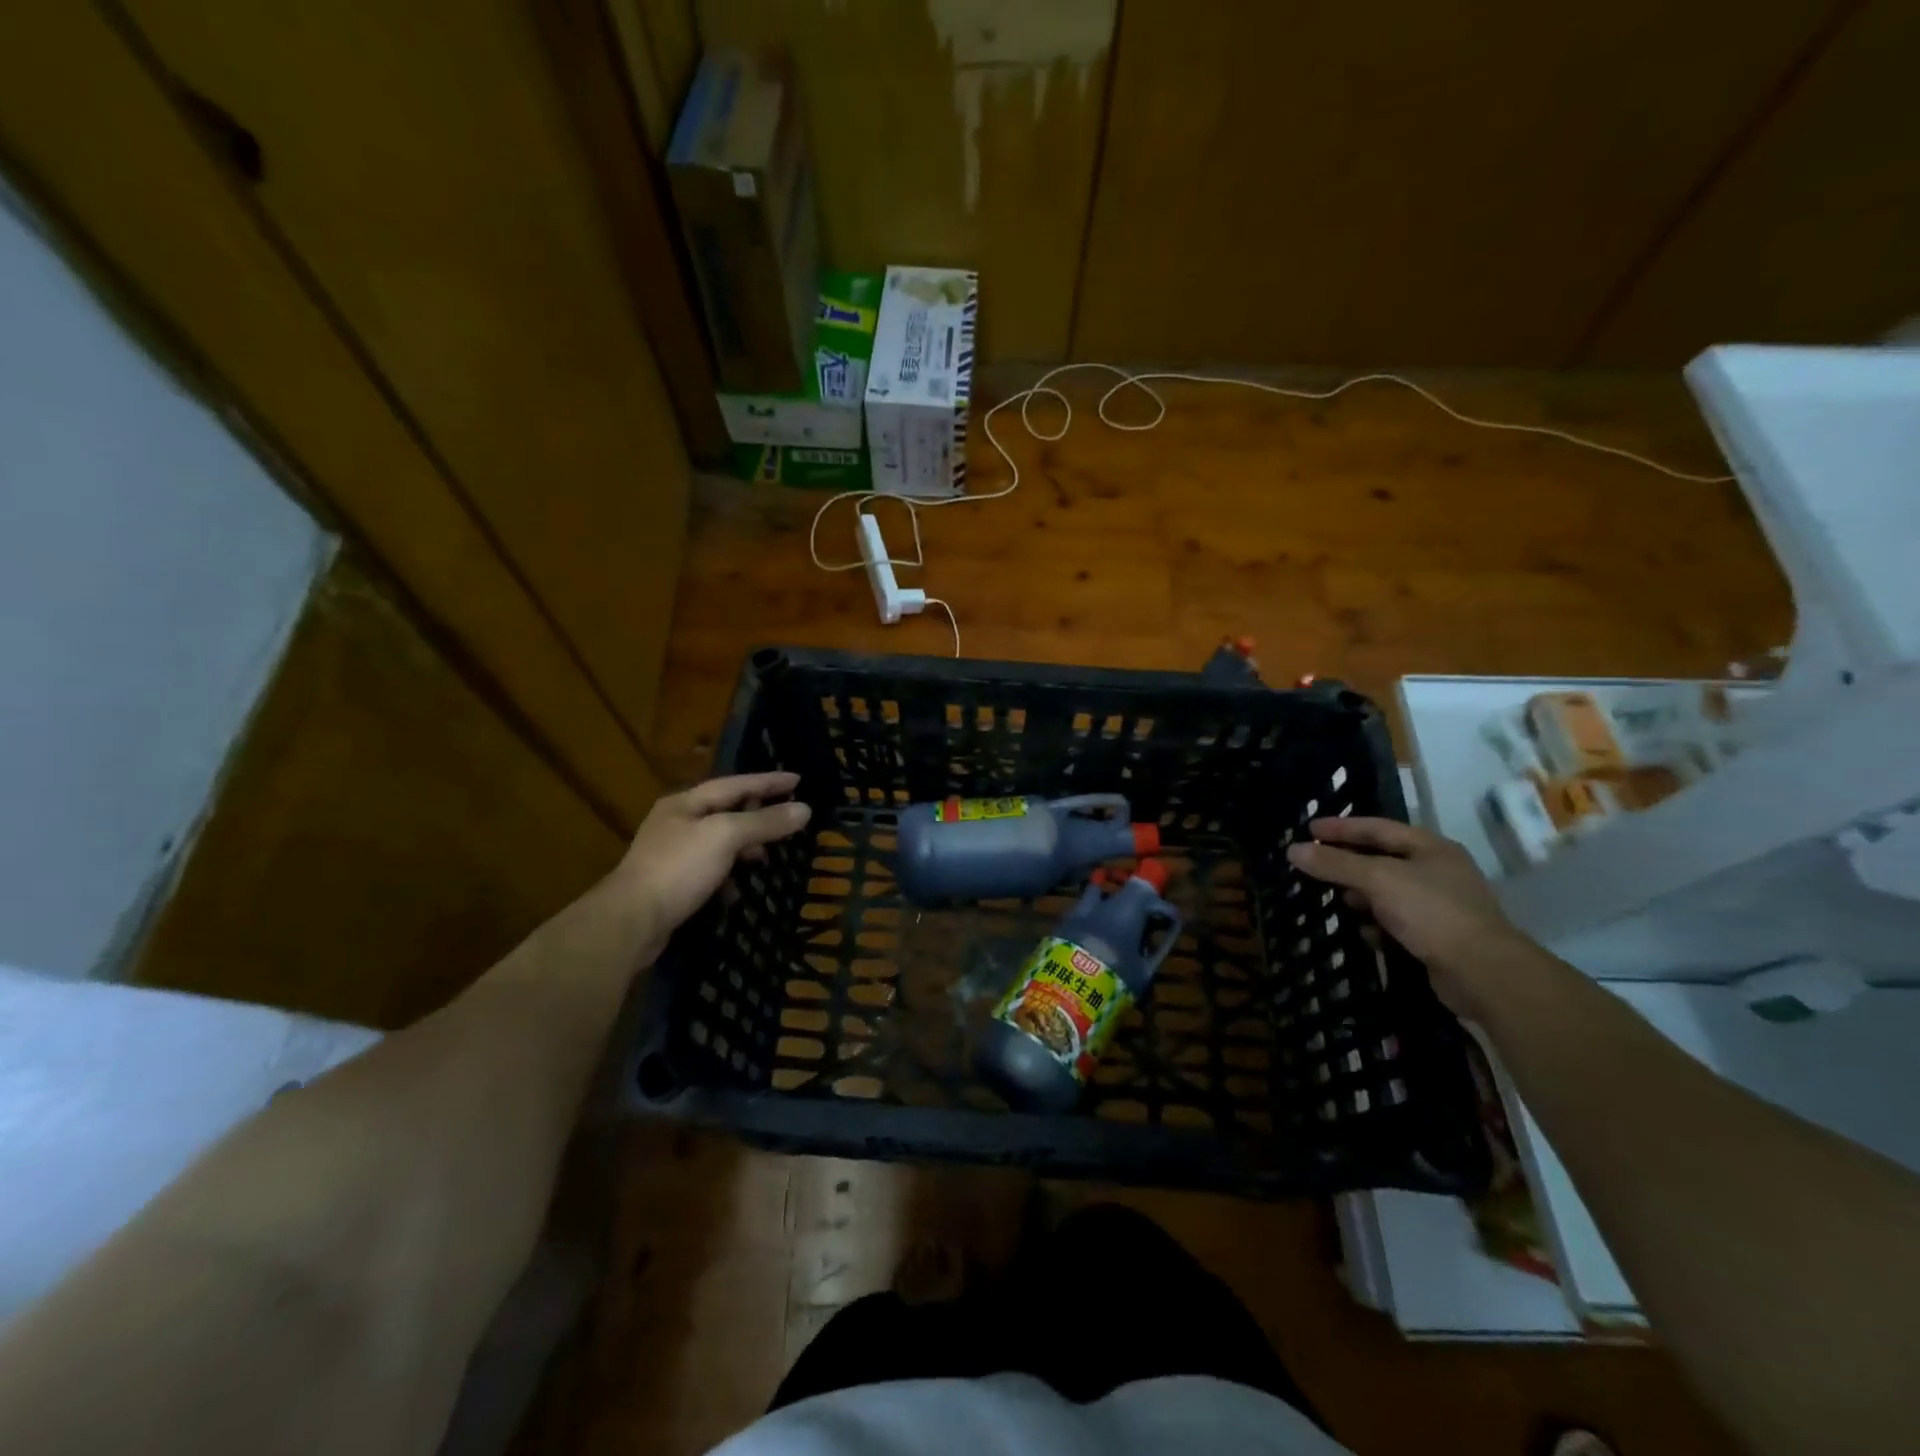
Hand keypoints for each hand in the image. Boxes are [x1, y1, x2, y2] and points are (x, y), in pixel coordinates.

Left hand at [609, 772, 810, 957]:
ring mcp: (672, 855)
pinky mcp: (672, 884)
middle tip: (788, 819)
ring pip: (719, 843)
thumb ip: (765, 822)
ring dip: (745, 849)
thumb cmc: (678, 869)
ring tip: (767, 857)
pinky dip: (728, 876)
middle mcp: (676, 823)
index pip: (735, 784)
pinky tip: (737, 891)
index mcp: (685, 803)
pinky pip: (710, 871)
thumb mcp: (726, 836)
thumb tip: (805, 809)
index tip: (799, 779)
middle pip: (726, 811)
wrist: (630, 923)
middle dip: (758, 815)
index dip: (768, 781)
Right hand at [1286, 817, 1522, 1017]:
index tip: (1309, 828)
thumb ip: (1335, 864)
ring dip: (1360, 896)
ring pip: (1387, 892)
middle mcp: (1437, 871)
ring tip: (1334, 899)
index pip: (1377, 828)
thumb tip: (1293, 850)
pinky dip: (1377, 924)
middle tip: (1314, 864)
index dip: (1342, 827)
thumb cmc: (1431, 912)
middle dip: (1347, 862)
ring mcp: (1439, 905)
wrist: (1483, 973)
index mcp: (1430, 848)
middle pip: (1382, 859)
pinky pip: (1396, 922)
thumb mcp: (1378, 880)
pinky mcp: (1436, 936)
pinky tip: (1364, 932)